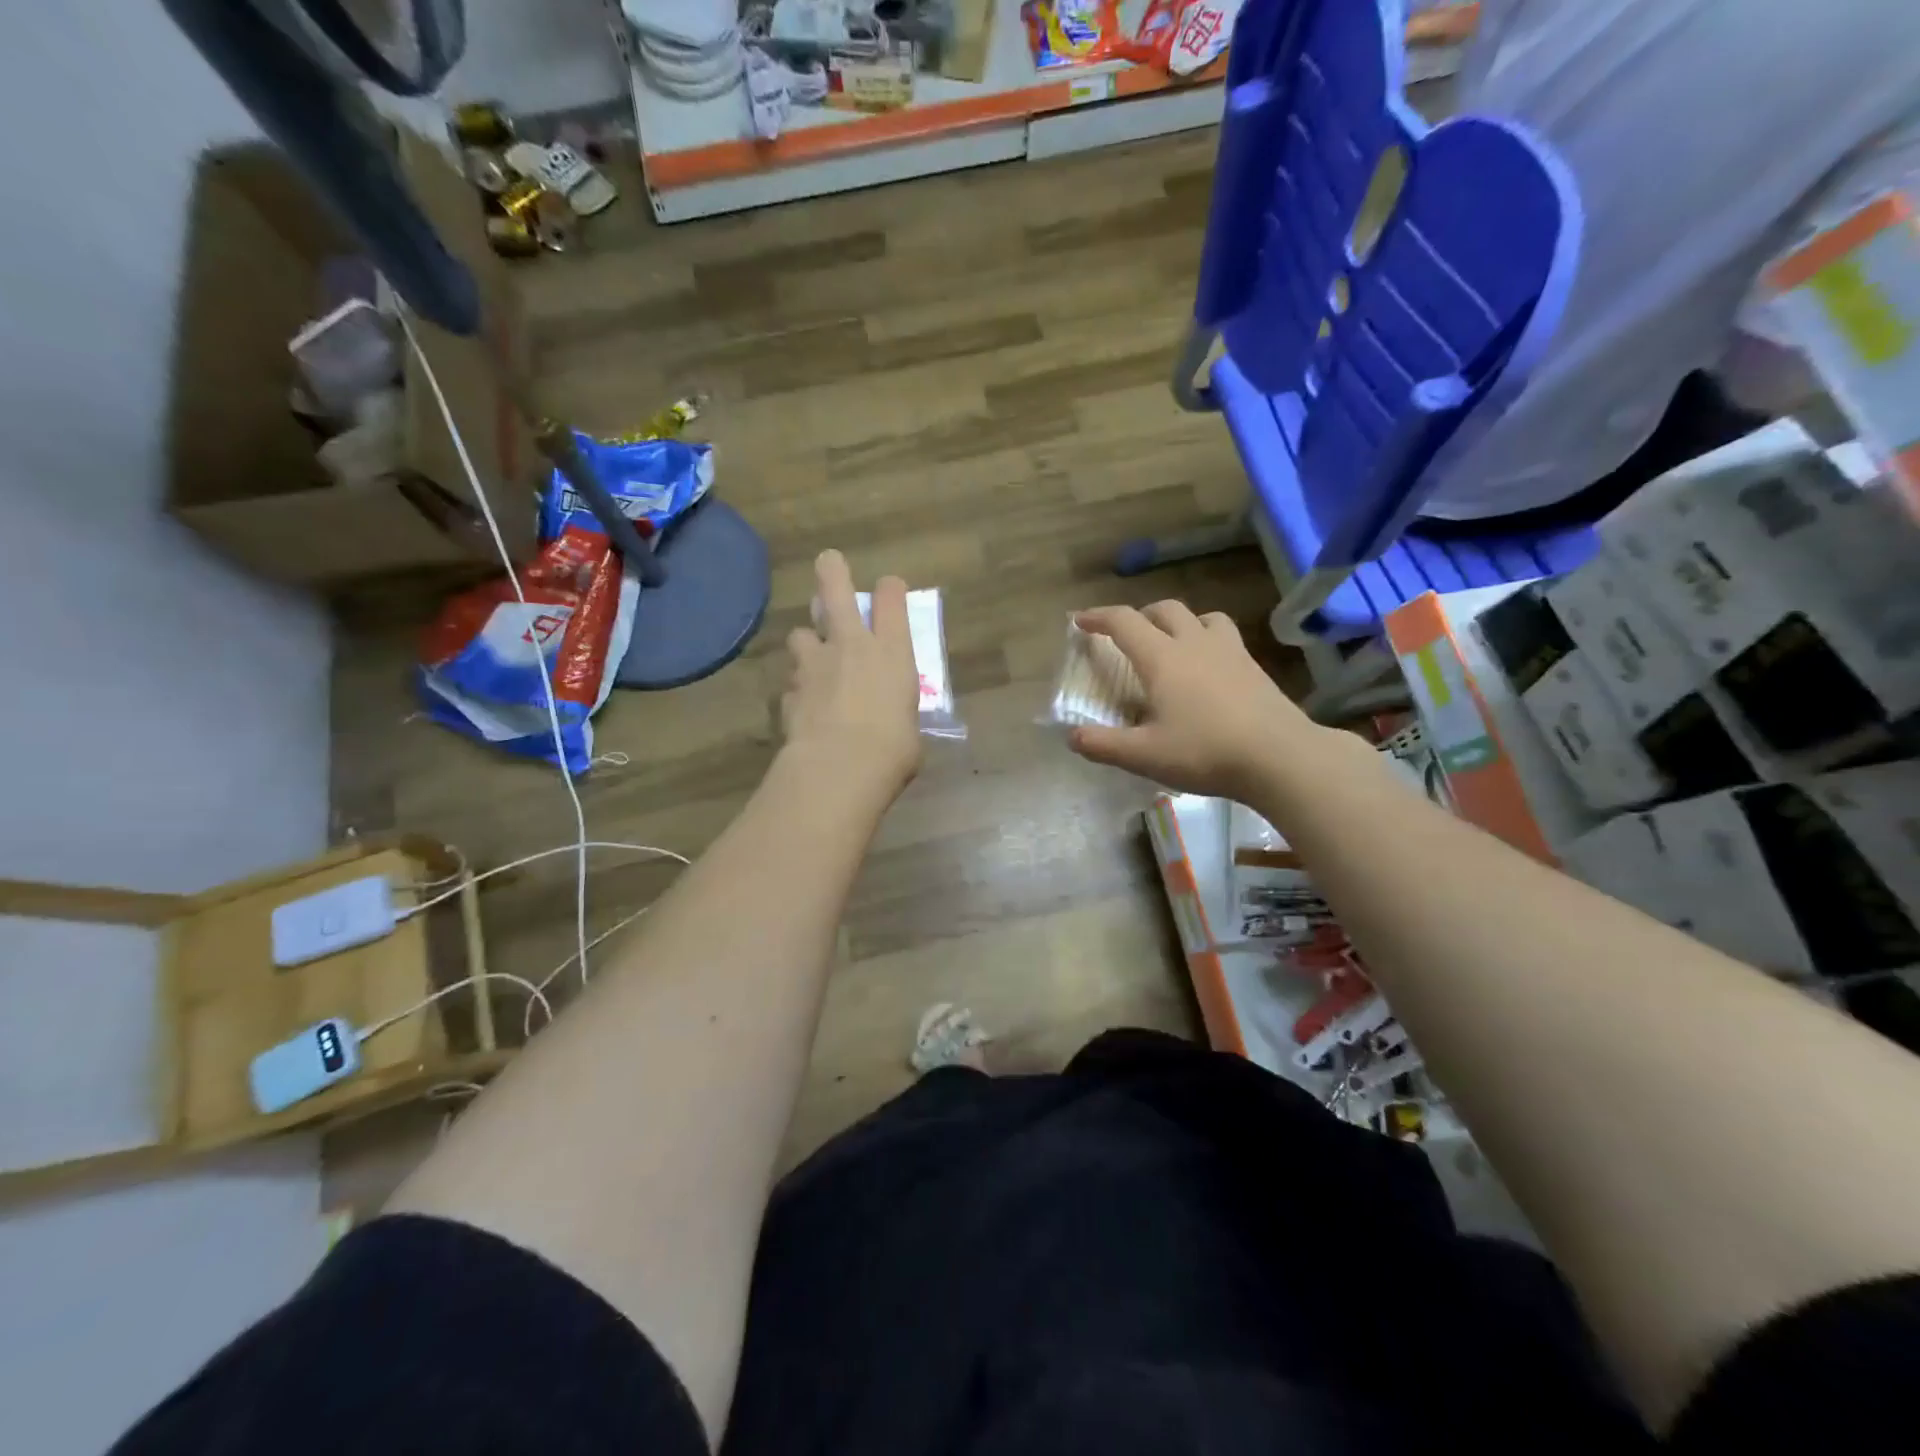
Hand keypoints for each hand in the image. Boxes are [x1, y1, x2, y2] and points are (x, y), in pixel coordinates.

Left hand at [779, 551, 922, 802]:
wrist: (839, 769)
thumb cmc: (893, 750)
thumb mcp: (910, 727)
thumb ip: (898, 712)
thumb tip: (893, 720)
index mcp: (892, 652)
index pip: (891, 599)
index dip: (890, 589)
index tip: (889, 589)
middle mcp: (851, 645)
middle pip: (836, 590)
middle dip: (832, 572)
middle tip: (828, 562)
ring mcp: (815, 664)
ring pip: (801, 634)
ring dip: (807, 642)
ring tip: (813, 659)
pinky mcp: (790, 690)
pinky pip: (793, 681)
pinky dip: (799, 688)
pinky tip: (804, 706)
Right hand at [1067, 601, 1336, 802]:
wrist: (1280, 756)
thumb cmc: (1205, 752)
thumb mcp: (1144, 755)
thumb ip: (1103, 744)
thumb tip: (1072, 736)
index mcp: (1162, 658)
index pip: (1123, 622)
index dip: (1098, 617)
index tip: (1080, 620)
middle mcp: (1194, 643)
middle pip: (1163, 609)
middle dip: (1139, 615)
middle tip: (1126, 636)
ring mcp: (1229, 651)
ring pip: (1200, 616)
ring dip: (1178, 622)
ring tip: (1170, 644)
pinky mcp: (1253, 666)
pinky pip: (1224, 635)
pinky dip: (1206, 638)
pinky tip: (1207, 667)